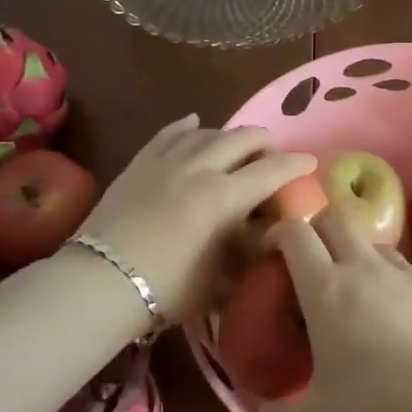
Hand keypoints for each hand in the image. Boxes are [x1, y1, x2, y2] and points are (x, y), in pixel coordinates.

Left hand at [78, 115, 315, 323]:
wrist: (101, 282)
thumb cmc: (168, 288)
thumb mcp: (220, 278)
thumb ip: (248, 252)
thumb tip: (266, 237)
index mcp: (226, 196)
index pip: (273, 170)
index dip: (296, 164)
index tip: (310, 162)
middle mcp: (201, 168)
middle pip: (243, 138)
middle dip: (265, 142)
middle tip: (272, 155)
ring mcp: (168, 160)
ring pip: (208, 131)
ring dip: (230, 136)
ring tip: (236, 147)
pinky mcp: (141, 162)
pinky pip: (169, 133)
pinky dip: (187, 126)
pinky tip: (195, 122)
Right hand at [256, 210, 411, 411]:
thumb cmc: (376, 407)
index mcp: (325, 288)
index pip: (295, 233)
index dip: (279, 233)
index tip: (272, 251)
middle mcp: (363, 266)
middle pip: (335, 218)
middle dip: (318, 230)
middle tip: (313, 262)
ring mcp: (404, 272)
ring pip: (373, 241)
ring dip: (357, 254)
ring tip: (357, 291)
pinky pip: (405, 267)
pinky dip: (391, 278)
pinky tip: (396, 312)